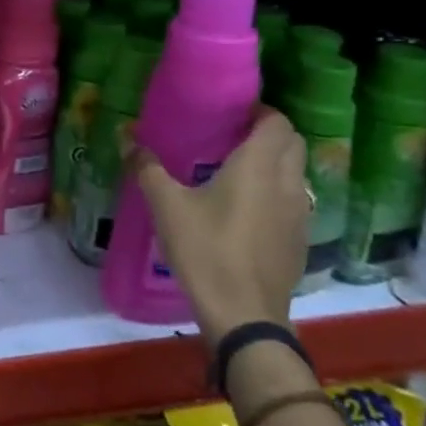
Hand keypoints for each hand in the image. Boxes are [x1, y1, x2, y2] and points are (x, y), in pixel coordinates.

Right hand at [131, 107, 309, 345]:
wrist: (243, 314)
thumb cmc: (206, 250)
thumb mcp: (166, 206)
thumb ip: (147, 168)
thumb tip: (127, 138)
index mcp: (258, 167)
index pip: (277, 123)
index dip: (260, 112)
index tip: (232, 113)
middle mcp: (287, 183)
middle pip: (292, 144)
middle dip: (269, 133)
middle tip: (231, 136)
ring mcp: (299, 214)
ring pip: (296, 173)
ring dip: (275, 163)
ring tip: (236, 169)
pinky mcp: (298, 240)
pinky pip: (293, 201)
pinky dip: (276, 192)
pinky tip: (246, 209)